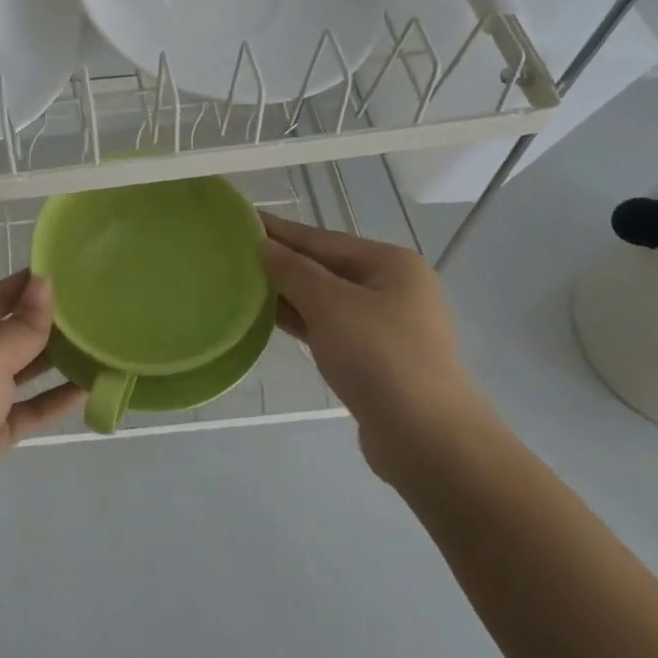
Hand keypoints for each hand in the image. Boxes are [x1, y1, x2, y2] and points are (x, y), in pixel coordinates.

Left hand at [0, 271, 83, 528]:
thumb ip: (24, 322)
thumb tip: (45, 279)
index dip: (30, 283)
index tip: (72, 269)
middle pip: (9, 330)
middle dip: (48, 321)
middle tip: (95, 305)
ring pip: (21, 369)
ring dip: (55, 359)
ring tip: (98, 342)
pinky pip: (28, 406)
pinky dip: (54, 398)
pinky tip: (88, 387)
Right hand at [259, 213, 496, 478]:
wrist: (426, 438)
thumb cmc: (379, 357)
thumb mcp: (330, 305)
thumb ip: (293, 271)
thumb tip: (262, 246)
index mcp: (391, 264)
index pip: (322, 239)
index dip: (280, 231)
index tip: (241, 220)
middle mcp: (392, 288)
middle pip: (325, 267)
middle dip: (281, 262)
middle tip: (231, 253)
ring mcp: (385, 326)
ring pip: (325, 300)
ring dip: (287, 293)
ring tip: (241, 283)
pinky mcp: (374, 359)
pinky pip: (328, 328)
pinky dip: (300, 321)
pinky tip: (267, 318)